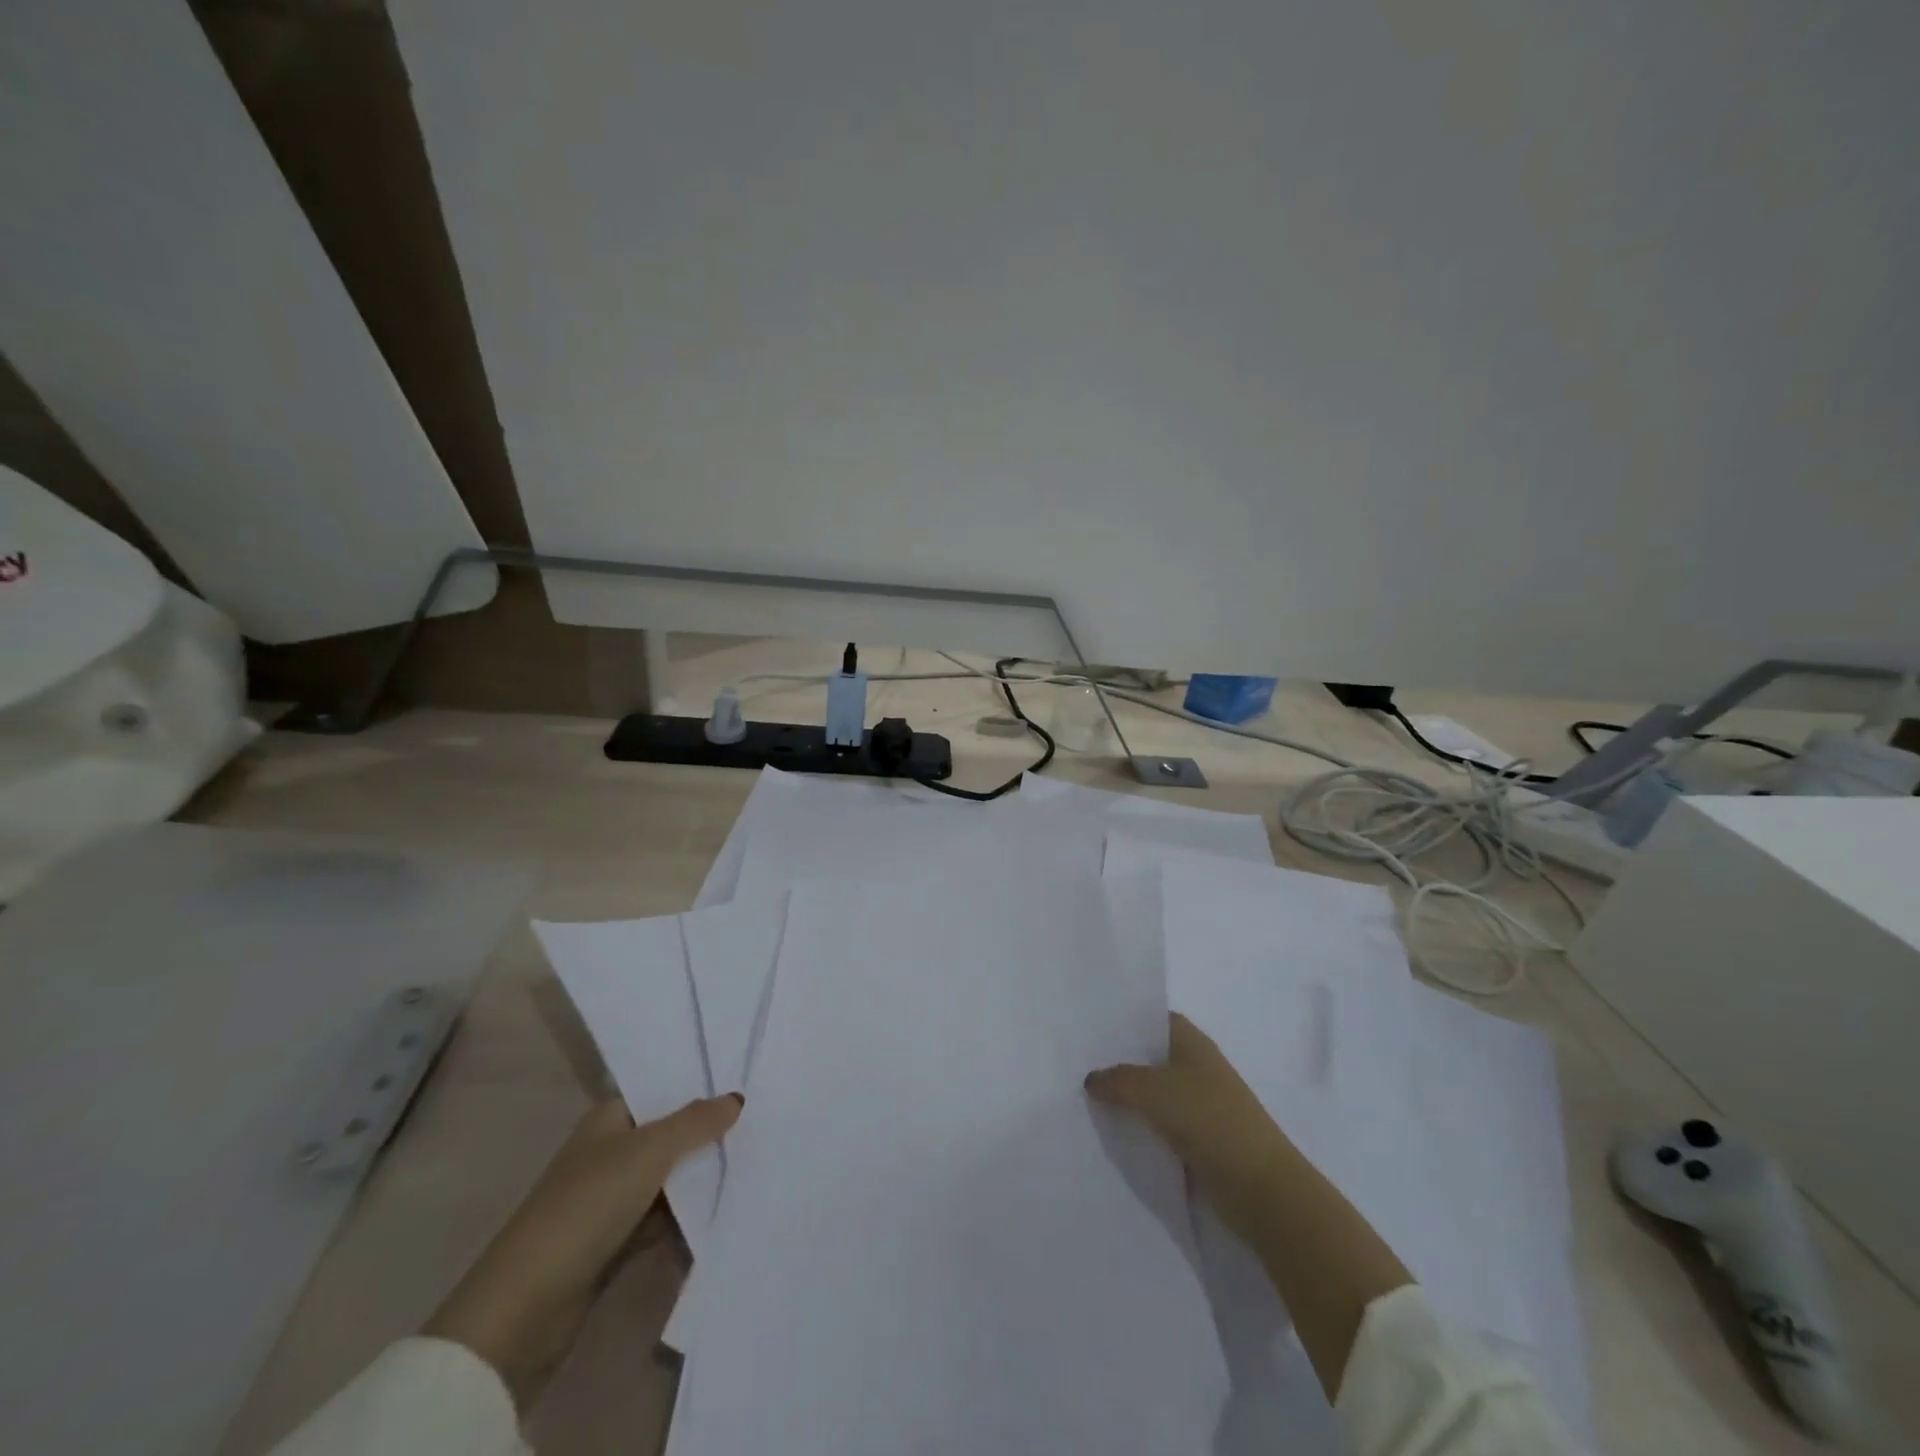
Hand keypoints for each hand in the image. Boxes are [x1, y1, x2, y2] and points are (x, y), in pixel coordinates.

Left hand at [424, 1095, 741, 1408]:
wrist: (527, 1306)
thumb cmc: (587, 1205)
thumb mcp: (649, 1151)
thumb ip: (695, 1122)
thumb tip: (737, 1098)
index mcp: (608, 1120)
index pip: (660, 1092)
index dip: (699, 1089)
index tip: (746, 1086)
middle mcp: (608, 1152)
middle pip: (668, 1136)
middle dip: (708, 1135)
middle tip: (761, 1126)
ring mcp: (610, 1199)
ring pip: (668, 1180)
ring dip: (702, 1179)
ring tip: (755, 1166)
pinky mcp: (614, 1243)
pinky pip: (662, 1220)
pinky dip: (688, 1219)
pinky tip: (726, 1213)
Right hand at [1085, 1013, 1292, 1244]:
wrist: (1262, 1190)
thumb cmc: (1211, 1121)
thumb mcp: (1155, 1091)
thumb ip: (1118, 1080)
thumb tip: (1092, 1079)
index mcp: (1193, 1043)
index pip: (1153, 1019)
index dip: (1124, 1020)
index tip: (1089, 1026)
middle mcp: (1197, 1068)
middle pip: (1150, 1056)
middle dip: (1118, 1060)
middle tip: (1077, 1063)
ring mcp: (1200, 1106)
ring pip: (1153, 1093)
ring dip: (1126, 1098)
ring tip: (1084, 1097)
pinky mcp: (1199, 1140)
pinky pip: (1160, 1125)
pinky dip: (1139, 1127)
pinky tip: (1111, 1132)